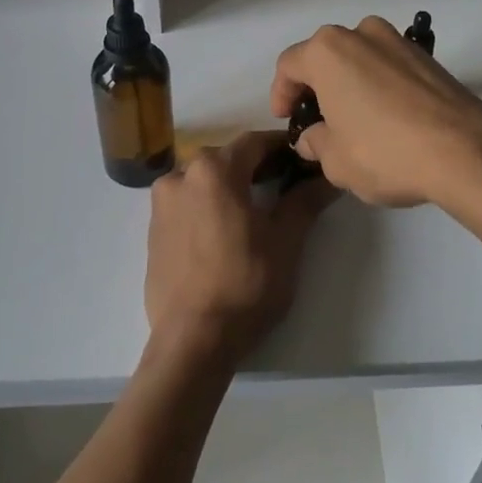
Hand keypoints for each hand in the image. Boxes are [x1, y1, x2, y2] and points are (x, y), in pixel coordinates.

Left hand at [144, 132, 333, 371]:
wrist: (193, 340)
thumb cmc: (245, 284)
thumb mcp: (286, 241)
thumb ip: (305, 201)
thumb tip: (329, 177)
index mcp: (214, 170)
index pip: (254, 142)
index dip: (280, 147)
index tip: (301, 158)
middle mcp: (181, 175)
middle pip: (225, 158)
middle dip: (254, 165)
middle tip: (283, 183)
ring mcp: (161, 203)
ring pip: (202, 179)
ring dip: (228, 185)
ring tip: (252, 210)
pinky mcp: (152, 229)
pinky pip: (185, 202)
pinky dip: (206, 205)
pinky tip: (223, 231)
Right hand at [270, 17, 481, 209]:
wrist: (465, 151)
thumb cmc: (385, 153)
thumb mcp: (336, 161)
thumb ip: (316, 143)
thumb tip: (313, 137)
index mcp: (327, 51)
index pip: (289, 65)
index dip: (281, 93)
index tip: (285, 118)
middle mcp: (361, 34)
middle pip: (325, 55)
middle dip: (317, 85)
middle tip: (316, 118)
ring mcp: (399, 41)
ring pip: (360, 57)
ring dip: (350, 82)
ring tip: (353, 118)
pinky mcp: (428, 57)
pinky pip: (389, 66)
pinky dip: (380, 85)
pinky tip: (387, 117)